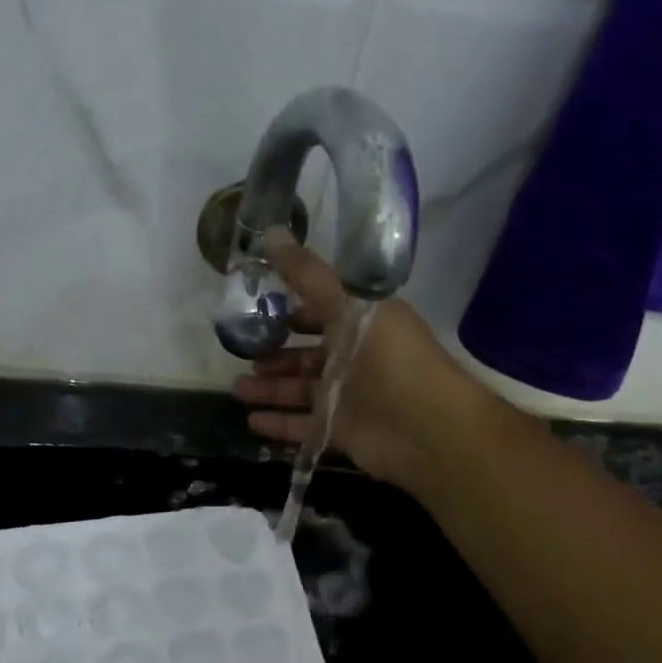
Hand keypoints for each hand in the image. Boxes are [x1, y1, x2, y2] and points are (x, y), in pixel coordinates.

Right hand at [231, 228, 497, 490]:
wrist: (425, 428)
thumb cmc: (390, 360)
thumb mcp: (348, 307)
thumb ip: (308, 276)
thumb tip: (270, 231)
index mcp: (362, 323)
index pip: (322, 311)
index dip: (292, 310)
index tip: (257, 309)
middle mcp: (354, 358)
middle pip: (306, 355)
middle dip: (275, 355)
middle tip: (244, 356)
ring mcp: (346, 397)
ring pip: (299, 391)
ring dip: (269, 390)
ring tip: (237, 390)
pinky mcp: (341, 431)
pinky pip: (302, 427)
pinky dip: (278, 424)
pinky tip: (250, 421)